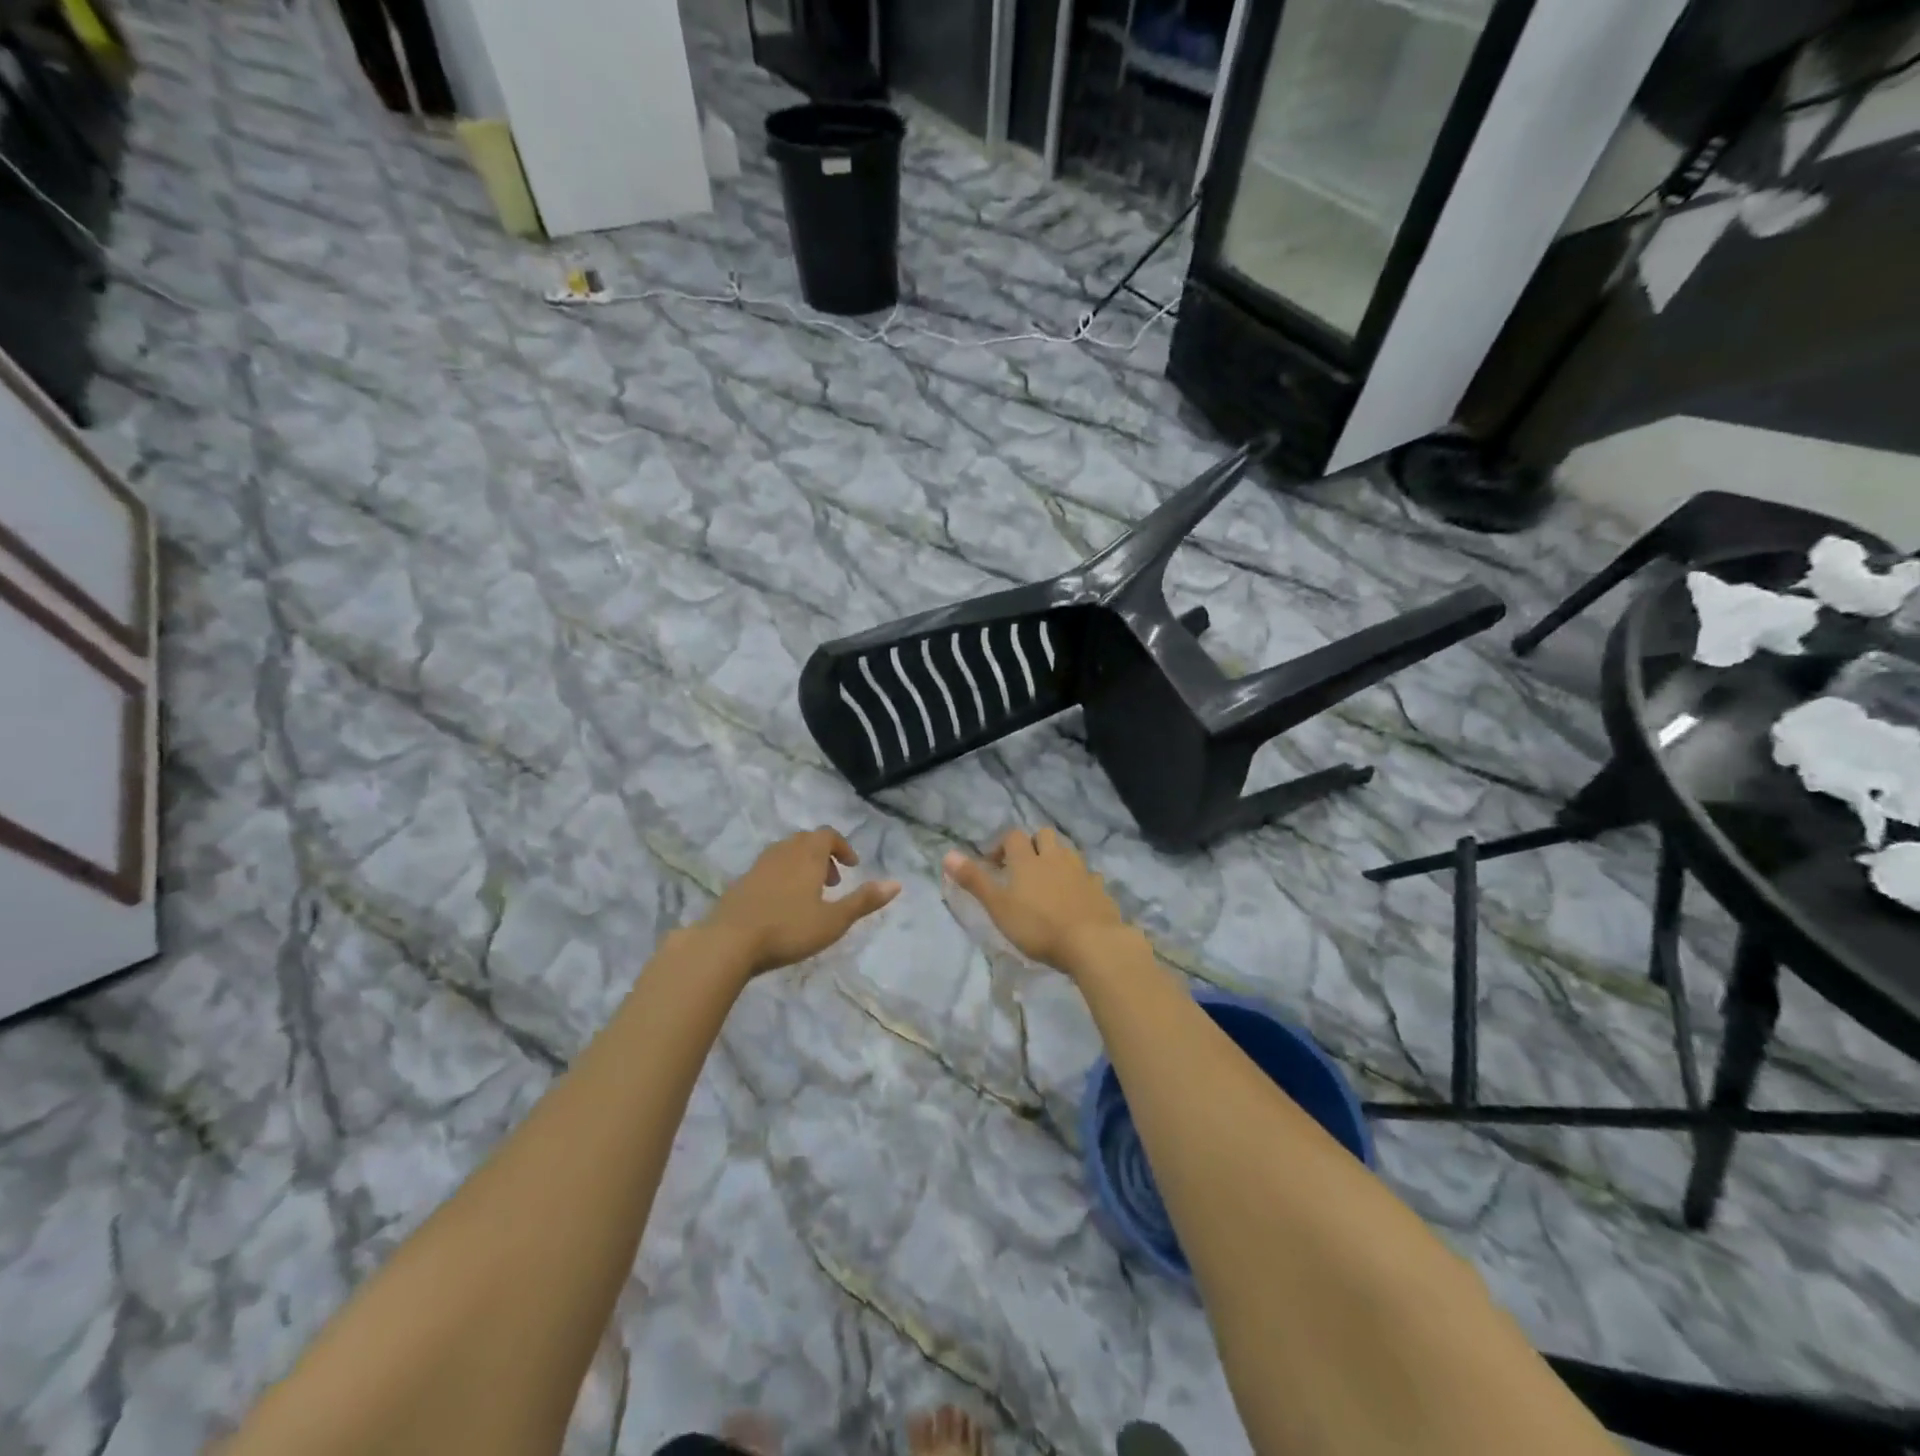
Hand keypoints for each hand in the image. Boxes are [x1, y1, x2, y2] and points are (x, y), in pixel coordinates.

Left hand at [701, 828, 900, 974]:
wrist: (728, 942)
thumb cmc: (788, 929)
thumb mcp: (834, 920)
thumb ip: (864, 901)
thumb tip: (897, 883)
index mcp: (808, 855)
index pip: (828, 834)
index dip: (843, 847)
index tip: (851, 867)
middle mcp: (783, 852)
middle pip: (806, 840)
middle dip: (824, 855)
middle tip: (833, 882)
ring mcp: (759, 866)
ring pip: (786, 853)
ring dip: (803, 865)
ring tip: (809, 894)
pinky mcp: (741, 882)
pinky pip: (769, 868)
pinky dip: (783, 876)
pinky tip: (782, 906)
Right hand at [943, 828, 1137, 975]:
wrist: (1091, 942)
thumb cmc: (1038, 926)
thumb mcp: (998, 906)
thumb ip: (974, 880)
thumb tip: (948, 854)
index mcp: (1028, 860)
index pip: (1013, 836)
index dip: (1002, 845)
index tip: (994, 864)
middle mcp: (1055, 858)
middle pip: (1045, 835)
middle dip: (1033, 845)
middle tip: (1023, 868)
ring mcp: (1081, 871)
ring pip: (1068, 852)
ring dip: (1057, 859)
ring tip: (1049, 881)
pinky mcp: (1100, 888)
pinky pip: (1089, 875)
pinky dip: (1080, 880)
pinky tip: (1076, 897)